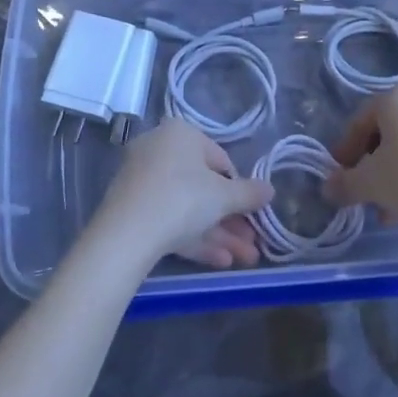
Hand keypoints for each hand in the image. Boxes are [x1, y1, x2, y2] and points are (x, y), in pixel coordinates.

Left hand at [95, 120, 272, 269]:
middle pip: (204, 188)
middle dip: (232, 218)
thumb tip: (270, 189)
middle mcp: (159, 151)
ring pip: (188, 208)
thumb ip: (250, 193)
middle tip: (253, 243)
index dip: (240, 189)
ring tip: (245, 259)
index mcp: (181, 135)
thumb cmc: (183, 198)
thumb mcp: (224, 196)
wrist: (127, 233)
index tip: (253, 212)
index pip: (220, 160)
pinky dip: (195, 238)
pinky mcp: (133, 210)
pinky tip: (221, 261)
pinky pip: (170, 220)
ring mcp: (143, 181)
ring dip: (220, 233)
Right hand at [327, 86, 397, 239]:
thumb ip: (345, 183)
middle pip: (385, 131)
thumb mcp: (371, 184)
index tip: (339, 177)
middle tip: (362, 193)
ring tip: (385, 209)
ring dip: (392, 173)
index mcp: (396, 97)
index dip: (344, 151)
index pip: (359, 121)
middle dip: (370, 165)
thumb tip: (328, 187)